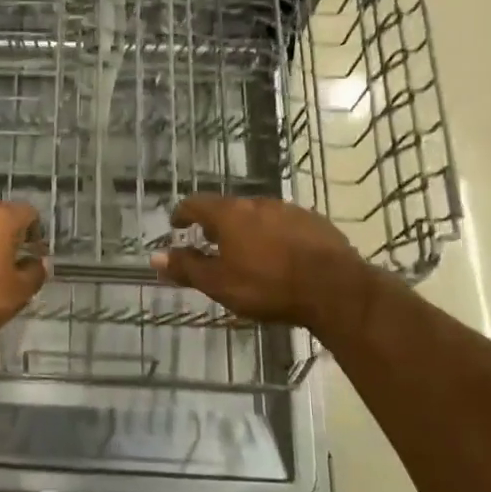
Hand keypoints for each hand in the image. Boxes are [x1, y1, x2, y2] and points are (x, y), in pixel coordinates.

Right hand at [150, 195, 367, 328]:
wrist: (335, 288)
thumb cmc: (268, 286)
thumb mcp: (219, 284)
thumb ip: (187, 268)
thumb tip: (155, 258)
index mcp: (230, 214)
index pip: (196, 203)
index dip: (183, 213)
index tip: (177, 224)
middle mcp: (257, 203)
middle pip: (228, 208)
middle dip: (216, 224)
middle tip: (211, 243)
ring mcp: (289, 209)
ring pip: (258, 215)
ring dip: (247, 229)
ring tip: (246, 251)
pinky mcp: (315, 222)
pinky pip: (285, 224)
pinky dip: (274, 235)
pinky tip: (280, 255)